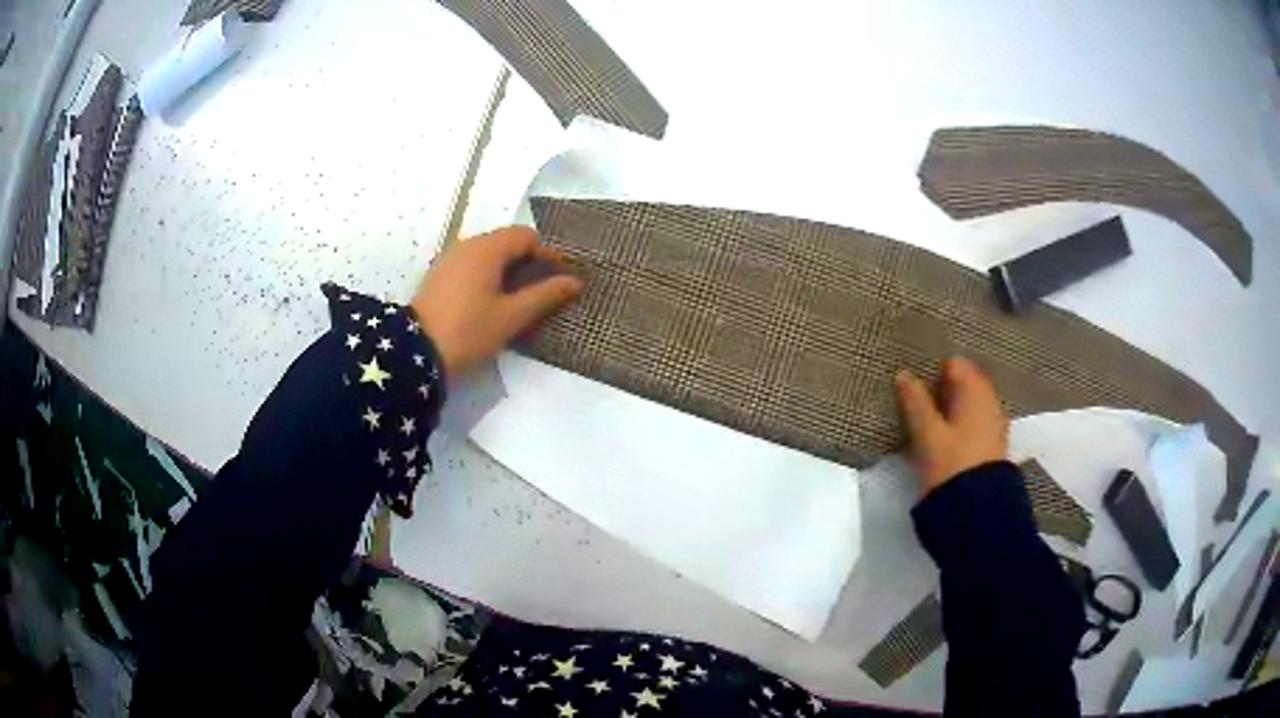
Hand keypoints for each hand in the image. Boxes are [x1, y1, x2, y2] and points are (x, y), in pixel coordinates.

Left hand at [412, 226, 581, 378]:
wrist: (415, 353)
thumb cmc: (469, 331)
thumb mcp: (511, 317)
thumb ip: (545, 296)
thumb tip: (574, 281)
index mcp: (487, 249)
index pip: (527, 237)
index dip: (547, 255)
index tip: (560, 279)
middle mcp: (468, 245)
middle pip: (507, 242)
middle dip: (528, 263)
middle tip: (542, 292)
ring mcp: (450, 259)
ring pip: (489, 255)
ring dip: (508, 271)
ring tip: (519, 301)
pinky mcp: (440, 276)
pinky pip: (472, 266)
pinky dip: (489, 277)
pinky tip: (492, 303)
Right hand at [895, 357, 1008, 495]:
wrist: (976, 508)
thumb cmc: (950, 463)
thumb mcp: (927, 433)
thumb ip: (915, 402)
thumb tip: (903, 374)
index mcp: (975, 390)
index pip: (955, 364)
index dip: (934, 371)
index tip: (915, 386)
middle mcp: (990, 401)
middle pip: (965, 384)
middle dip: (943, 390)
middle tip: (918, 404)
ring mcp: (994, 423)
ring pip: (970, 405)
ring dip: (951, 409)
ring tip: (928, 424)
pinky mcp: (993, 445)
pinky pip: (975, 424)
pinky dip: (960, 425)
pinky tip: (946, 440)